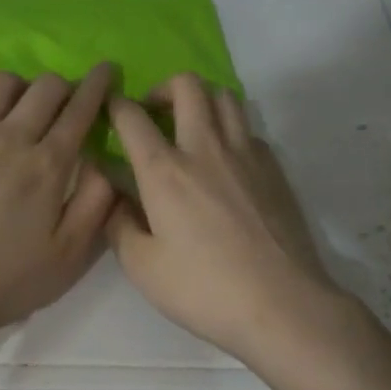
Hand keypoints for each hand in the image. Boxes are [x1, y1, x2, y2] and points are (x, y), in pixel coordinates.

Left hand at [0, 64, 117, 361]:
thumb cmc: (5, 281)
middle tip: (62, 102)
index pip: (80, 109)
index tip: (105, 70)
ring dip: (15, 87)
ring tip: (14, 107)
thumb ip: (95, 203)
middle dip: (61, 85)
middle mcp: (7, 137)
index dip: (97, 85)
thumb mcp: (70, 256)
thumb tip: (103, 161)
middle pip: (43, 87)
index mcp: (47, 164)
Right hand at [108, 75, 344, 370]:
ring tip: (189, 128)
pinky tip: (223, 162)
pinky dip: (229, 130)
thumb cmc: (204, 289)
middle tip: (153, 116)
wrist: (282, 304)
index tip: (108, 111)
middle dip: (161, 89)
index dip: (114, 105)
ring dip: (200, 100)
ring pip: (224, 96)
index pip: (132, 117)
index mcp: (164, 171)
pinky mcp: (274, 168)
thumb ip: (119, 225)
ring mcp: (246, 154)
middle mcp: (205, 148)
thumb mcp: (142, 268)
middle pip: (187, 85)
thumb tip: (114, 199)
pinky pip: (248, 128)